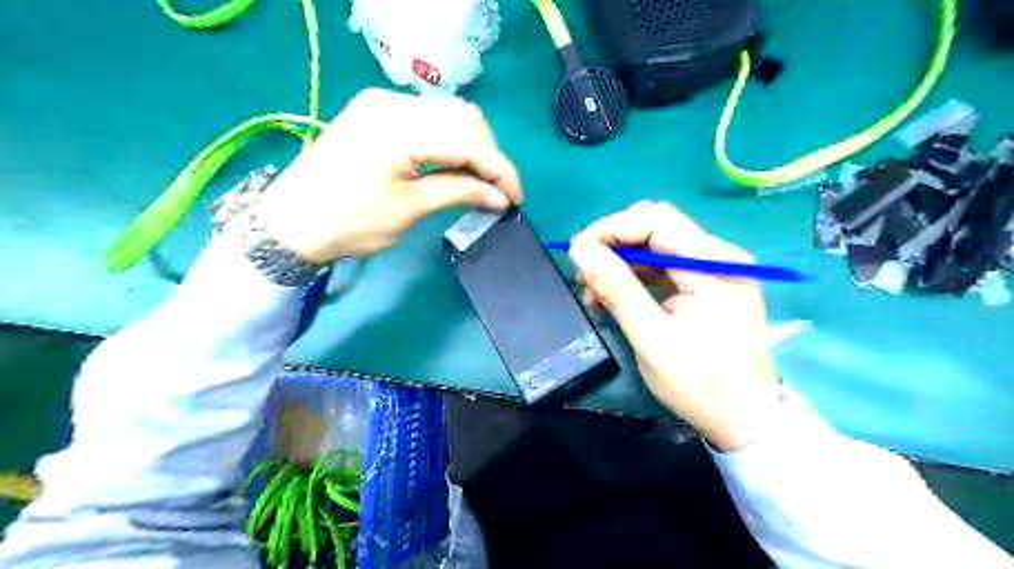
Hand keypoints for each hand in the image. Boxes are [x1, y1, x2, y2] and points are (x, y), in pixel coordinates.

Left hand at [257, 88, 522, 260]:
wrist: (289, 223)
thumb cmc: (349, 224)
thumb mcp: (408, 210)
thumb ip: (458, 193)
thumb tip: (501, 197)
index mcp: (398, 130)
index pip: (469, 140)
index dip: (500, 169)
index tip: (516, 199)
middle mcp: (392, 103)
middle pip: (464, 118)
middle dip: (489, 155)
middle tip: (497, 191)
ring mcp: (381, 103)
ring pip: (448, 115)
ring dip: (471, 147)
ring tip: (478, 182)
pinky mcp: (375, 111)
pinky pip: (427, 118)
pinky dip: (449, 141)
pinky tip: (452, 165)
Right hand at [570, 202, 783, 451]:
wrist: (743, 417)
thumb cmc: (700, 385)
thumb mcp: (651, 339)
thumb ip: (616, 290)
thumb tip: (580, 249)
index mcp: (713, 266)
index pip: (657, 219)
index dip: (612, 228)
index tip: (578, 252)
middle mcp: (718, 256)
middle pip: (655, 228)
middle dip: (612, 246)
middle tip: (583, 276)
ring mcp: (714, 269)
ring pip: (654, 246)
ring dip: (619, 263)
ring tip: (593, 295)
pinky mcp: (706, 283)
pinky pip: (662, 265)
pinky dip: (634, 276)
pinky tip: (615, 298)